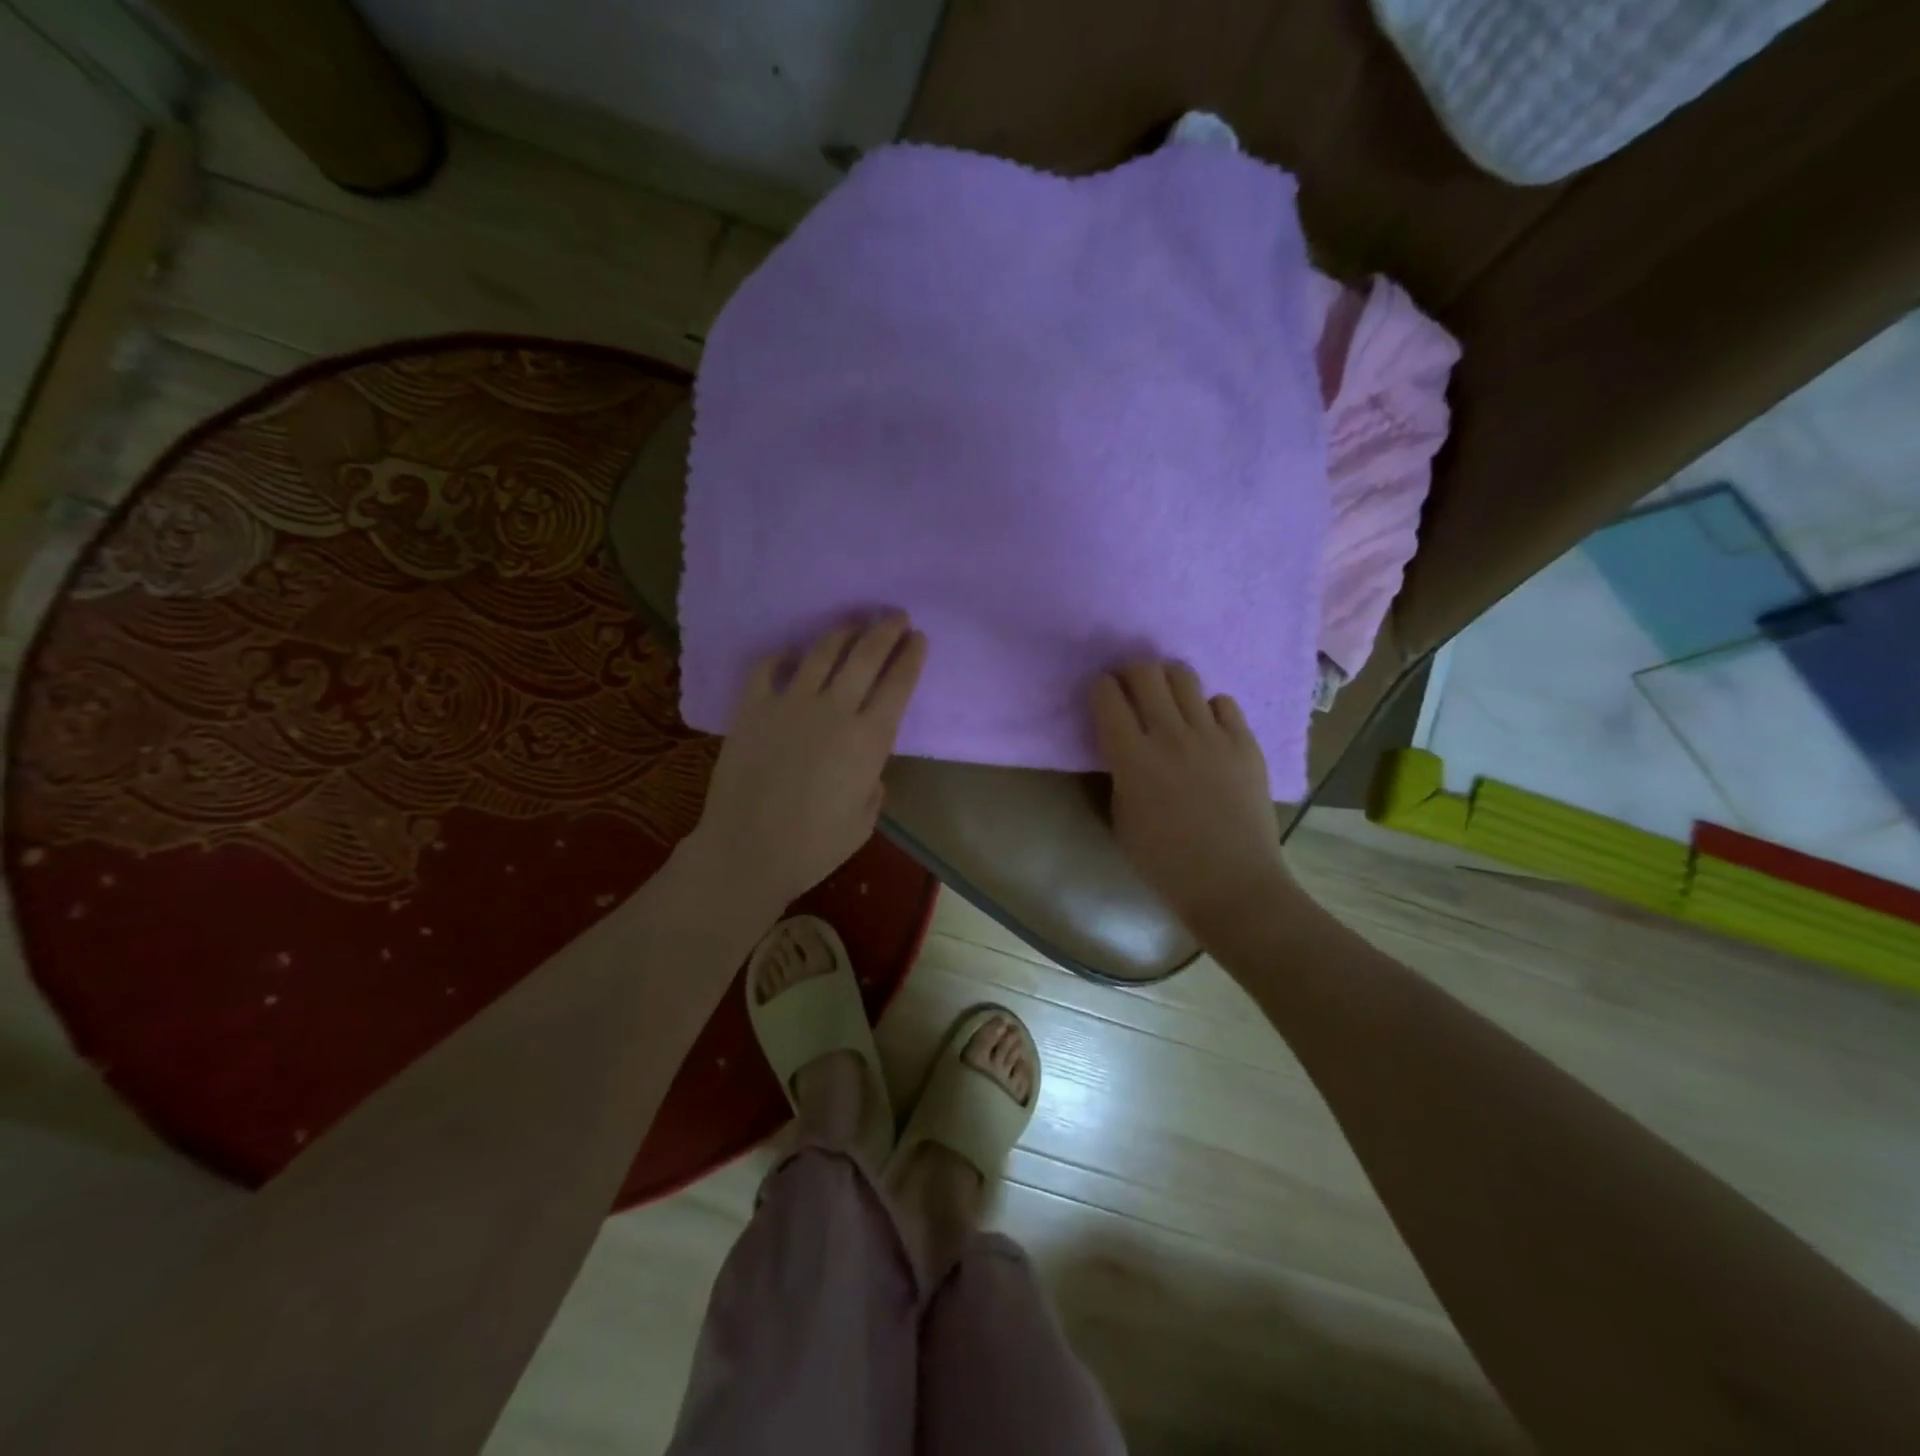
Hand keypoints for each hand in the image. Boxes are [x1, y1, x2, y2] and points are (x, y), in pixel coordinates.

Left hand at [683, 614, 927, 912]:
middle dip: (886, 630)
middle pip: (866, 655)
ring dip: (843, 632)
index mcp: (868, 739)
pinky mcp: (752, 707)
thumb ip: (873, 784)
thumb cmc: (814, 846)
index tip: (919, 638)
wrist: (747, 850)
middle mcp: (834, 710)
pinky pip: (768, 667)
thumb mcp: (864, 821)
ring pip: (822, 651)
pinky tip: (792, 654)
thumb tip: (868, 767)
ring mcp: (790, 703)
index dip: (911, 656)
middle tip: (896, 616)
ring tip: (854, 623)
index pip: (898, 684)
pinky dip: (783, 655)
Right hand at [1091, 661, 1292, 940]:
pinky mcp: (1244, 742)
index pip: (1107, 695)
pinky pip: (1223, 702)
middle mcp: (1169, 735)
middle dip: (1131, 673)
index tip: (1103, 697)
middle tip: (1132, 690)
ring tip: (1168, 700)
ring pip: (1184, 677)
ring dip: (1168, 681)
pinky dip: (1208, 707)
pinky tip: (1206, 728)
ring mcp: (1212, 735)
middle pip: (1145, 672)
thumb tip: (1124, 744)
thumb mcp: (1122, 817)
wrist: (1232, 883)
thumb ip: (1119, 772)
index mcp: (1132, 757)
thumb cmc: (1164, 862)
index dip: (1100, 688)